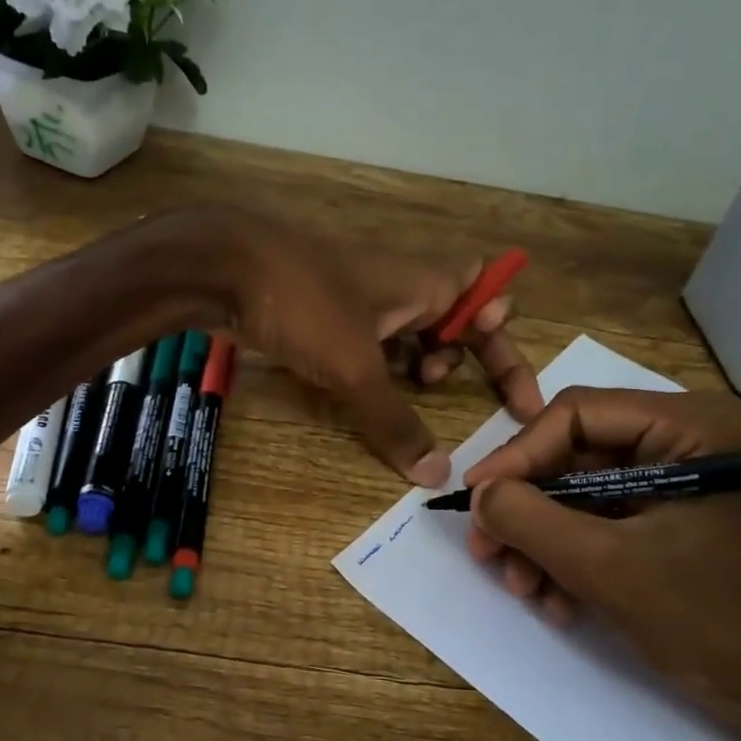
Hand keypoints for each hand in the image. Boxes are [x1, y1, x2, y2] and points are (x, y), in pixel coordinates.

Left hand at [220, 211, 543, 485]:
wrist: (221, 266)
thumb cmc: (303, 303)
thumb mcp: (355, 368)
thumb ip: (394, 421)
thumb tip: (437, 474)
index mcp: (424, 282)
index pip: (490, 306)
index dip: (508, 351)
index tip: (519, 404)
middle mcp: (400, 284)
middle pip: (452, 318)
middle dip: (458, 356)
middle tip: (432, 386)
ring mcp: (359, 295)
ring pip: (408, 331)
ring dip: (415, 363)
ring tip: (404, 390)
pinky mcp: (324, 310)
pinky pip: (368, 339)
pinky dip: (377, 364)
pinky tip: (359, 389)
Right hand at [463, 388, 740, 736]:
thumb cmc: (708, 621)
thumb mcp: (602, 565)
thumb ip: (528, 518)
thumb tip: (478, 493)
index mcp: (690, 427)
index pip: (577, 415)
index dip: (517, 455)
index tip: (474, 499)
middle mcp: (685, 439)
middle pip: (573, 455)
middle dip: (527, 509)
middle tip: (486, 549)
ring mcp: (679, 480)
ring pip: (579, 492)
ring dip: (541, 539)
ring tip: (520, 587)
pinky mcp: (672, 516)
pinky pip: (602, 519)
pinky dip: (570, 555)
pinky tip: (555, 600)